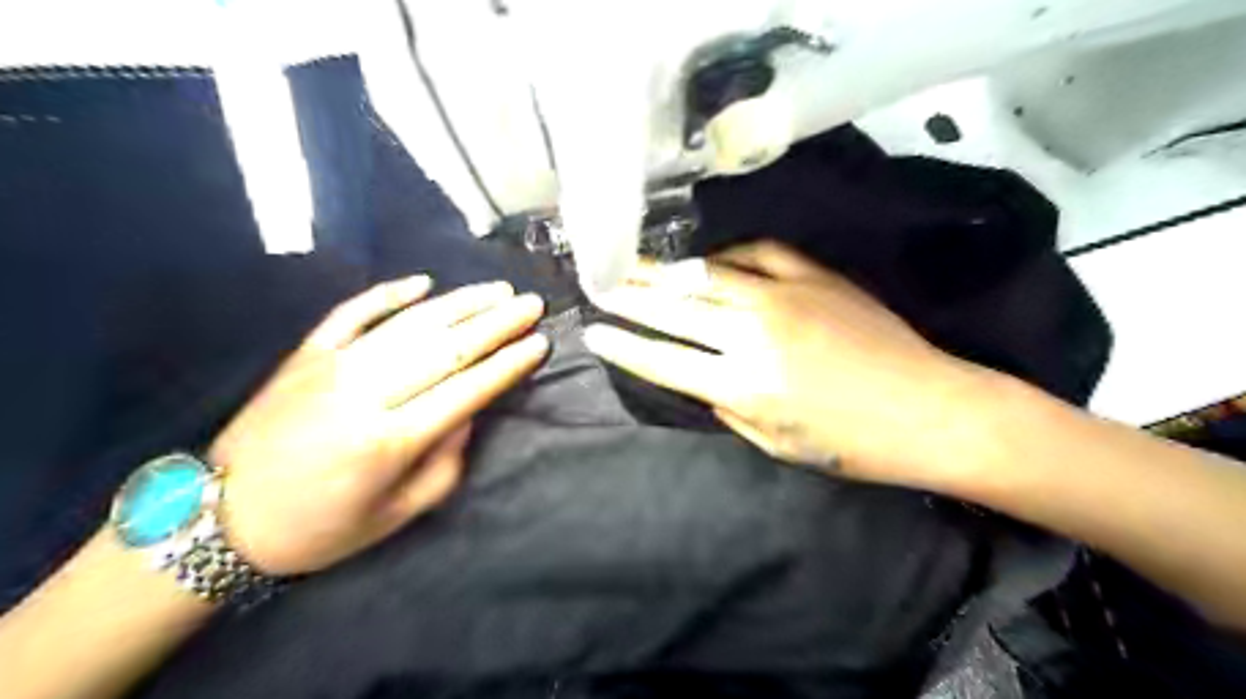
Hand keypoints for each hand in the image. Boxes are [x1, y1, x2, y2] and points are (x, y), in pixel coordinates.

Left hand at [209, 275, 546, 576]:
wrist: (219, 519)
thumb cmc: (320, 528)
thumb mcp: (397, 514)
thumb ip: (445, 463)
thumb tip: (467, 414)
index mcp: (390, 440)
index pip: (467, 389)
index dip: (508, 364)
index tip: (539, 343)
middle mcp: (365, 394)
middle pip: (446, 347)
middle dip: (497, 323)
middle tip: (531, 303)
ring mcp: (332, 366)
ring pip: (409, 323)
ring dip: (459, 303)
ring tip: (497, 289)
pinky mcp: (305, 354)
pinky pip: (351, 313)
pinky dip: (388, 294)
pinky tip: (422, 281)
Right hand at [583, 244, 993, 489]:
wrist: (931, 409)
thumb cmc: (852, 445)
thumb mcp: (774, 444)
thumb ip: (726, 407)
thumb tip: (701, 378)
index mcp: (741, 384)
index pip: (661, 358)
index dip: (622, 345)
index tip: (592, 330)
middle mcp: (752, 333)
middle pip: (673, 309)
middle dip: (627, 295)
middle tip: (596, 281)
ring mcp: (784, 295)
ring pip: (706, 275)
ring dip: (664, 270)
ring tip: (634, 264)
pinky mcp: (814, 275)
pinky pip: (757, 253)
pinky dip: (728, 256)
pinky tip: (712, 261)